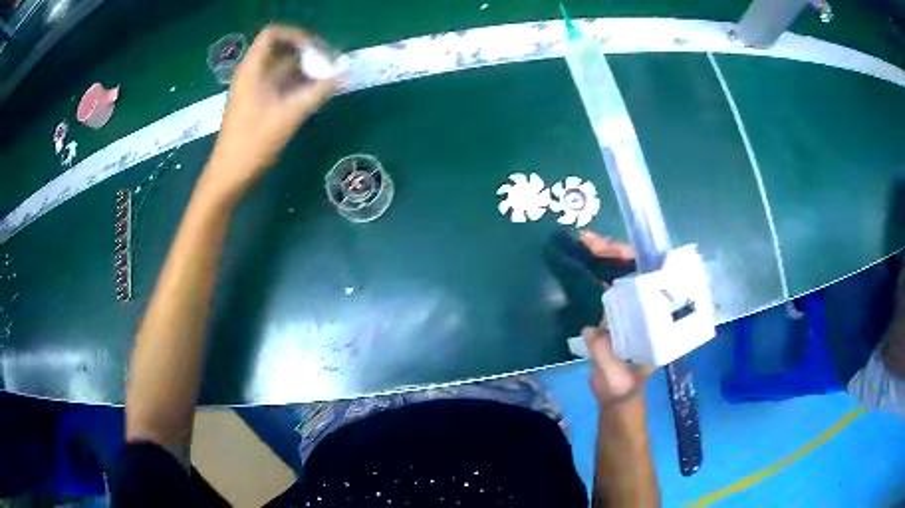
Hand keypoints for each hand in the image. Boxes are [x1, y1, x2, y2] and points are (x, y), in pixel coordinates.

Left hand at [202, 25, 336, 202]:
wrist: (230, 175)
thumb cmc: (253, 142)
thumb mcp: (288, 115)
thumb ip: (317, 92)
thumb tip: (342, 74)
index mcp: (252, 70)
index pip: (273, 35)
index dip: (296, 36)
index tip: (317, 50)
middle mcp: (253, 75)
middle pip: (282, 52)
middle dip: (308, 56)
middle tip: (332, 67)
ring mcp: (255, 90)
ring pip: (284, 71)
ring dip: (306, 73)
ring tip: (329, 82)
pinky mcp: (258, 105)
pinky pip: (281, 86)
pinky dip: (298, 86)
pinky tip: (315, 96)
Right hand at [579, 231, 651, 404]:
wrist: (616, 397)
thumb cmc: (623, 388)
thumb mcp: (617, 378)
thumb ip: (606, 356)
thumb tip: (592, 329)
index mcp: (658, 319)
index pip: (655, 280)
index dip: (639, 261)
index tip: (619, 250)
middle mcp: (649, 307)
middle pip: (638, 269)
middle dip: (616, 251)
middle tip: (589, 240)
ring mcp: (633, 307)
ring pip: (623, 273)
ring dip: (605, 255)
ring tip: (584, 241)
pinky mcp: (616, 311)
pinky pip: (609, 285)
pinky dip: (595, 270)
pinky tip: (582, 259)